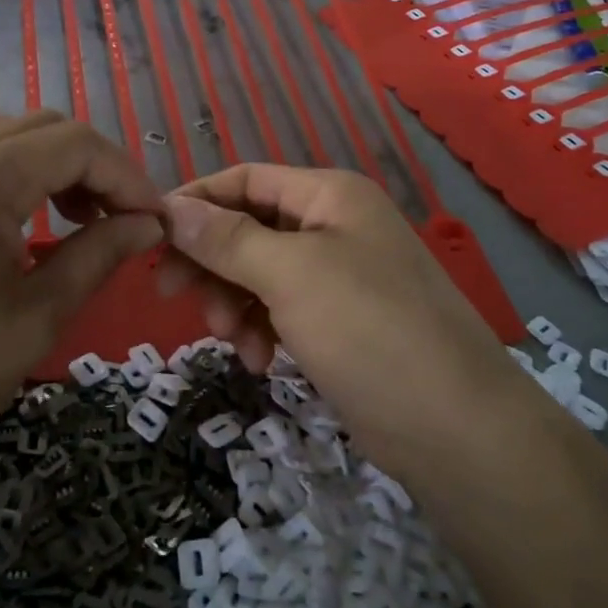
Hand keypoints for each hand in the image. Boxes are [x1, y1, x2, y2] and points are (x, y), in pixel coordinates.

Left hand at [0, 112, 163, 484]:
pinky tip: (19, 219)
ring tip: (77, 220)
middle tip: (122, 220)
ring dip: (53, 165)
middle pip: (44, 128)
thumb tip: (149, 224)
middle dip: (95, 166)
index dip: (127, 177)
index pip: (78, 144)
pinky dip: (11, 173)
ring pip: (6, 137)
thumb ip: (99, 255)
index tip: (155, 221)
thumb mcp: (36, 318)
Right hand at [158, 165, 511, 474]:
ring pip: (259, 273)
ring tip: (232, 341)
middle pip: (248, 227)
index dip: (197, 202)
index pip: (245, 180)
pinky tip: (261, 361)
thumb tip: (171, 208)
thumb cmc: (369, 330)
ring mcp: (339, 276)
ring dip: (233, 302)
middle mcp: (334, 225)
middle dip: (211, 262)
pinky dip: (261, 330)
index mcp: (329, 195)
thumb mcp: (290, 275)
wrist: (455, 427)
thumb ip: (227, 239)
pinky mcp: (340, 322)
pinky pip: (280, 309)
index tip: (151, 237)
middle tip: (170, 295)